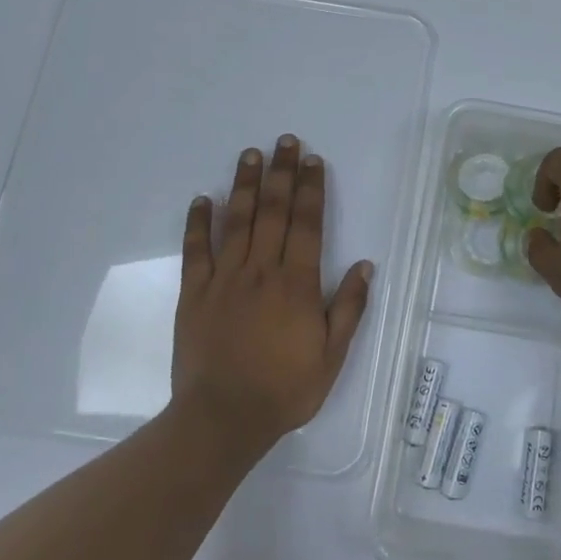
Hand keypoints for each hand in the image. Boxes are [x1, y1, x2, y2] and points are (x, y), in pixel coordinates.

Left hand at [173, 136, 372, 449]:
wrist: (222, 419)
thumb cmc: (284, 389)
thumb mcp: (331, 356)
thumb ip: (348, 308)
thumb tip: (365, 265)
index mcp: (297, 284)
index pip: (307, 224)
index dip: (311, 189)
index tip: (313, 160)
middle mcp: (261, 271)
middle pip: (273, 212)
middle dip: (281, 173)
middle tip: (285, 141)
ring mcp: (224, 279)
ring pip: (237, 221)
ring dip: (245, 185)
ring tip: (251, 154)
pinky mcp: (195, 293)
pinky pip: (196, 250)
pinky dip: (198, 222)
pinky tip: (203, 198)